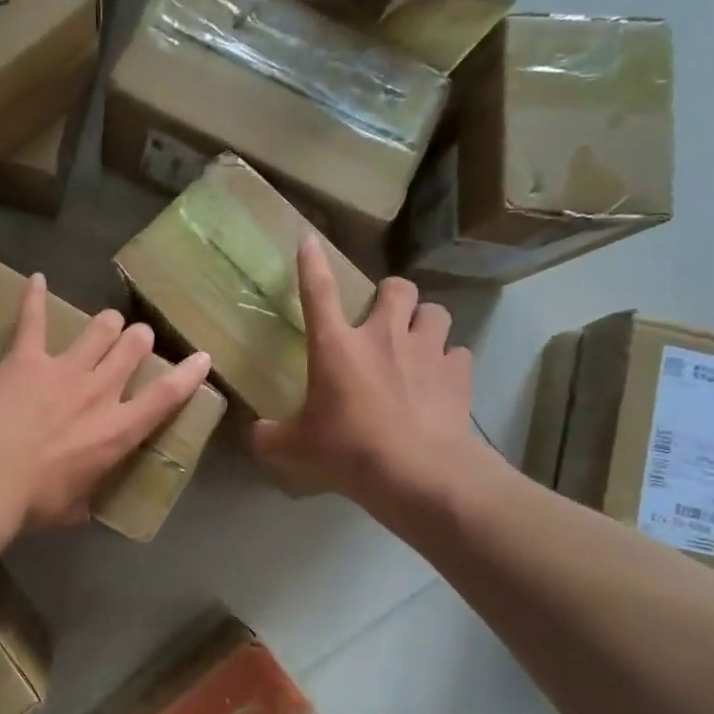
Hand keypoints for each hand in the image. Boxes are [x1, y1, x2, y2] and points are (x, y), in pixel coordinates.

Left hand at [0, 274, 213, 532]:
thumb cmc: (32, 504)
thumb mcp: (73, 509)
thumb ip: (86, 497)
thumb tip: (85, 503)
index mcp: (117, 431)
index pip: (166, 396)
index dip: (189, 374)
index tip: (201, 357)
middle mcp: (99, 391)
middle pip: (132, 349)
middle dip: (139, 340)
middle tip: (136, 340)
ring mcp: (63, 369)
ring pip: (99, 329)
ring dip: (107, 324)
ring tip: (107, 322)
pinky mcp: (26, 358)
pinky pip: (33, 318)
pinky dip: (34, 297)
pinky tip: (36, 279)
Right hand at [252, 237, 485, 510]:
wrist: (417, 472)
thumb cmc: (349, 451)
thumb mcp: (297, 449)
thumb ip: (271, 437)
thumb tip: (255, 434)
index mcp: (336, 346)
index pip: (317, 292)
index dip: (311, 264)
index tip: (309, 240)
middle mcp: (383, 336)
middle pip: (396, 288)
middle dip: (391, 295)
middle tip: (383, 317)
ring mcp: (426, 350)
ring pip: (435, 312)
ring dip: (424, 321)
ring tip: (417, 342)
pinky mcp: (458, 372)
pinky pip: (457, 352)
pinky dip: (448, 362)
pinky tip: (440, 380)